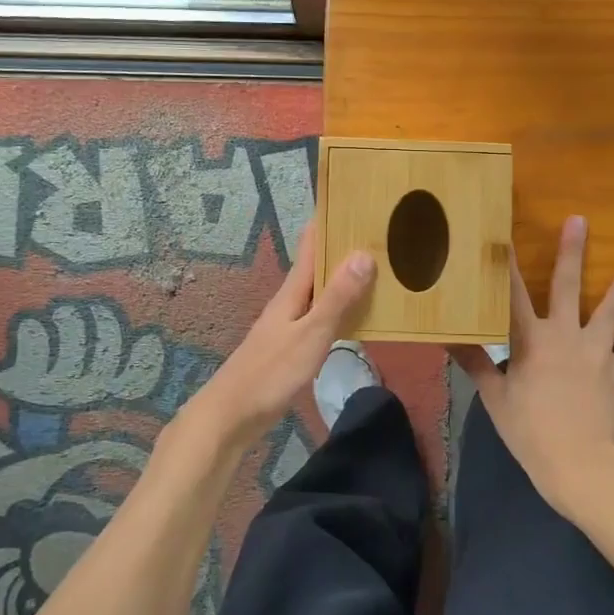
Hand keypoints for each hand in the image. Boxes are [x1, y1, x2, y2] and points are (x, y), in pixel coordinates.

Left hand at [183, 224, 375, 447]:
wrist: (232, 415)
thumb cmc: (271, 372)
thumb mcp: (310, 334)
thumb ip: (337, 299)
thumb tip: (362, 254)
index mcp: (293, 291)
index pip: (312, 243)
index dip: (330, 220)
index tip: (355, 198)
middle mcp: (290, 300)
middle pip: (318, 265)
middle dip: (345, 247)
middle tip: (381, 233)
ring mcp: (289, 324)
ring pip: (321, 291)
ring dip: (345, 278)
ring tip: (380, 268)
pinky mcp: (291, 346)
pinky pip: (322, 316)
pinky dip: (341, 308)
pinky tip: (358, 315)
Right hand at [451, 215, 613, 523]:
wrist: (578, 463)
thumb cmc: (530, 431)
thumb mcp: (495, 398)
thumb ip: (475, 363)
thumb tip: (447, 338)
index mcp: (529, 340)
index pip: (513, 295)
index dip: (508, 264)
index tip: (504, 234)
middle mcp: (563, 335)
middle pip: (568, 287)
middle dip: (572, 253)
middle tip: (579, 220)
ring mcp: (594, 352)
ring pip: (611, 310)